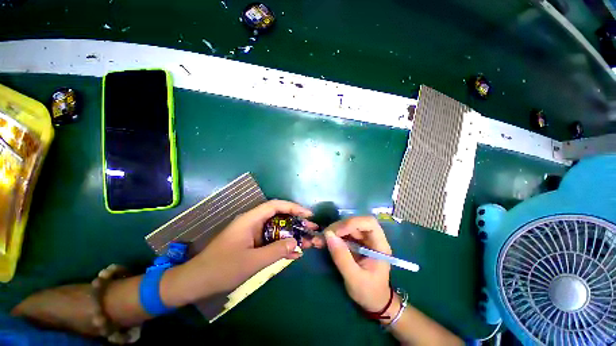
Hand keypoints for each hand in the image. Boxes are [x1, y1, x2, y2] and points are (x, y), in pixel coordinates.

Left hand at [161, 200, 316, 306]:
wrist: (197, 282)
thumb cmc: (222, 268)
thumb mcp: (252, 261)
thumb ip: (275, 250)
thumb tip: (296, 241)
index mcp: (251, 219)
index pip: (276, 206)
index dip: (293, 207)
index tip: (308, 215)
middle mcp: (253, 222)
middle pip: (279, 217)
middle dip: (296, 223)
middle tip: (312, 229)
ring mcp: (253, 233)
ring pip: (277, 229)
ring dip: (292, 235)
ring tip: (308, 242)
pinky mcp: (253, 243)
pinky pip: (271, 241)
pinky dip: (283, 246)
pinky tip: (295, 253)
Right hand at [322, 216, 392, 312]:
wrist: (373, 302)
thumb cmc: (369, 292)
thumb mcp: (354, 278)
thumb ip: (342, 257)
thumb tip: (328, 235)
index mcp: (379, 245)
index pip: (369, 223)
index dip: (352, 222)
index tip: (337, 232)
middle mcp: (371, 238)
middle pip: (355, 223)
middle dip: (339, 227)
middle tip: (324, 236)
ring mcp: (362, 240)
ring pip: (347, 227)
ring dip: (333, 232)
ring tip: (320, 240)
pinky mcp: (354, 243)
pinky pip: (342, 235)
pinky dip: (332, 237)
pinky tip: (322, 242)